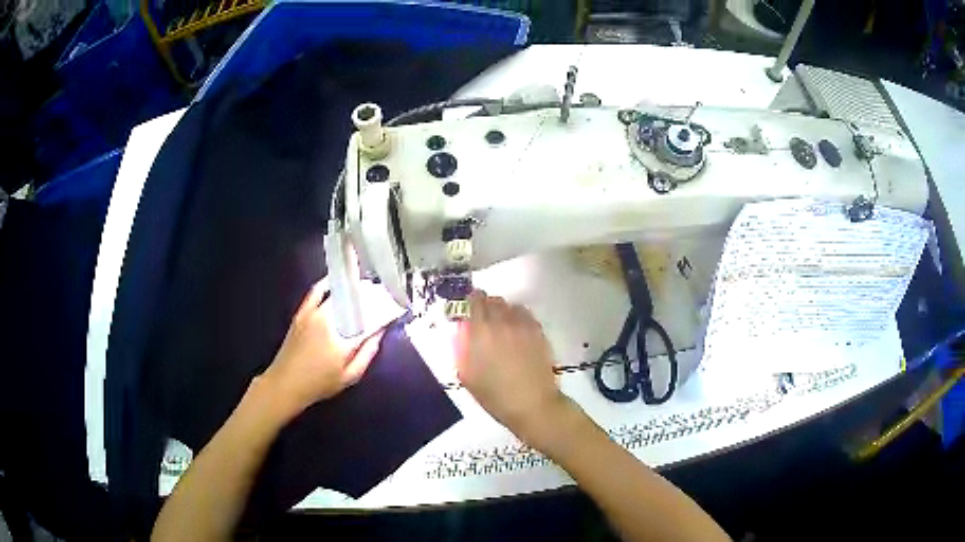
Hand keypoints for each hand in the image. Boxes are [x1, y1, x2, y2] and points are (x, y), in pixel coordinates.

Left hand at [260, 279, 385, 418]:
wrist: (286, 383)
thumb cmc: (319, 384)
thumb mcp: (350, 377)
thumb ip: (368, 354)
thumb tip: (380, 332)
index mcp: (344, 341)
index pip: (370, 319)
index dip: (385, 311)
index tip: (396, 306)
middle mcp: (329, 322)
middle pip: (356, 302)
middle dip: (372, 296)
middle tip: (385, 295)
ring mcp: (314, 314)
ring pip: (339, 294)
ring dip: (355, 289)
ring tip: (368, 288)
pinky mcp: (302, 312)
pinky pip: (317, 290)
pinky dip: (328, 283)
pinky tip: (338, 280)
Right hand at [455, 290, 573, 448]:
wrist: (531, 404)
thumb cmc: (494, 395)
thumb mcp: (468, 376)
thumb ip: (462, 349)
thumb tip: (462, 331)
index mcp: (479, 332)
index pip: (473, 301)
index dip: (470, 303)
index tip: (469, 311)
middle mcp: (500, 322)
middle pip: (492, 300)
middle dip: (486, 306)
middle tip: (485, 321)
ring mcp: (522, 325)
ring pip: (510, 305)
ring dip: (504, 312)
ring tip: (503, 327)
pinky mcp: (538, 331)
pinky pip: (525, 314)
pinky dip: (519, 318)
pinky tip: (518, 332)